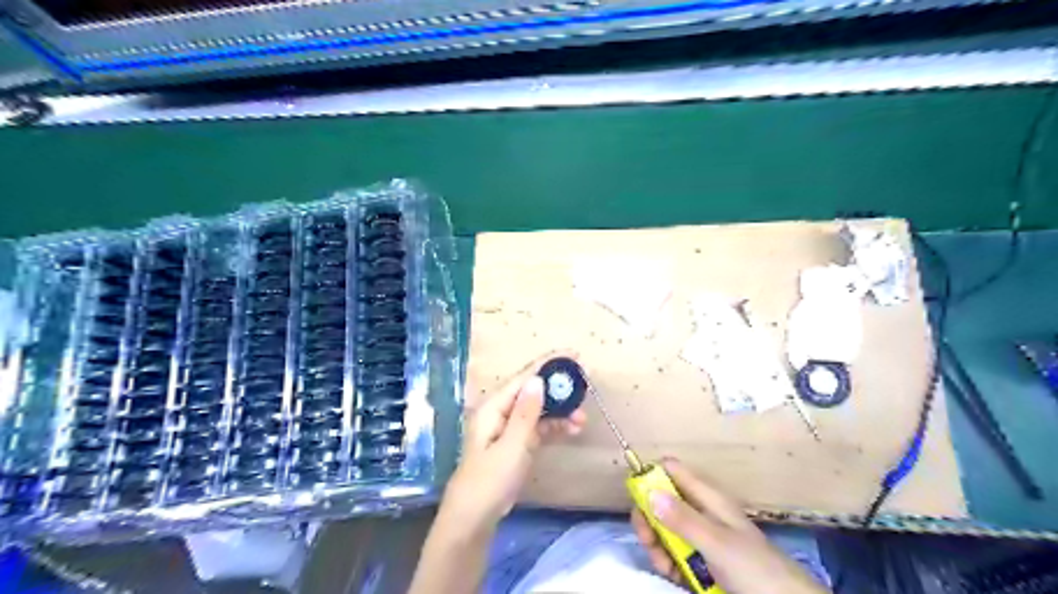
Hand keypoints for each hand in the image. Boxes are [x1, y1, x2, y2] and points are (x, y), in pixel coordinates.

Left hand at [437, 353, 586, 538]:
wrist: (474, 517)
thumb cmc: (489, 480)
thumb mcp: (511, 446)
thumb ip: (526, 413)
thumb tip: (538, 380)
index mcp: (494, 407)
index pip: (524, 378)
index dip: (548, 364)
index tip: (573, 354)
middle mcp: (501, 412)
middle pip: (533, 391)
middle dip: (558, 388)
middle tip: (585, 383)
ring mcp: (509, 428)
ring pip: (539, 410)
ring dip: (560, 411)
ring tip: (583, 417)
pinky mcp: (516, 443)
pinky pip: (538, 427)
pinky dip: (555, 427)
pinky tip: (573, 429)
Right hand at [626, 460, 826, 593]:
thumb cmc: (755, 568)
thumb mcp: (717, 542)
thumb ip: (683, 518)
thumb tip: (648, 491)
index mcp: (708, 498)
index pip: (673, 471)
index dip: (652, 475)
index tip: (636, 494)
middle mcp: (701, 513)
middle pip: (662, 502)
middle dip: (649, 517)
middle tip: (647, 537)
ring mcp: (700, 538)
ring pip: (664, 529)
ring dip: (657, 544)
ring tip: (663, 565)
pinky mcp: (700, 562)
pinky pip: (673, 554)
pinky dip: (667, 562)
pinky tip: (671, 574)